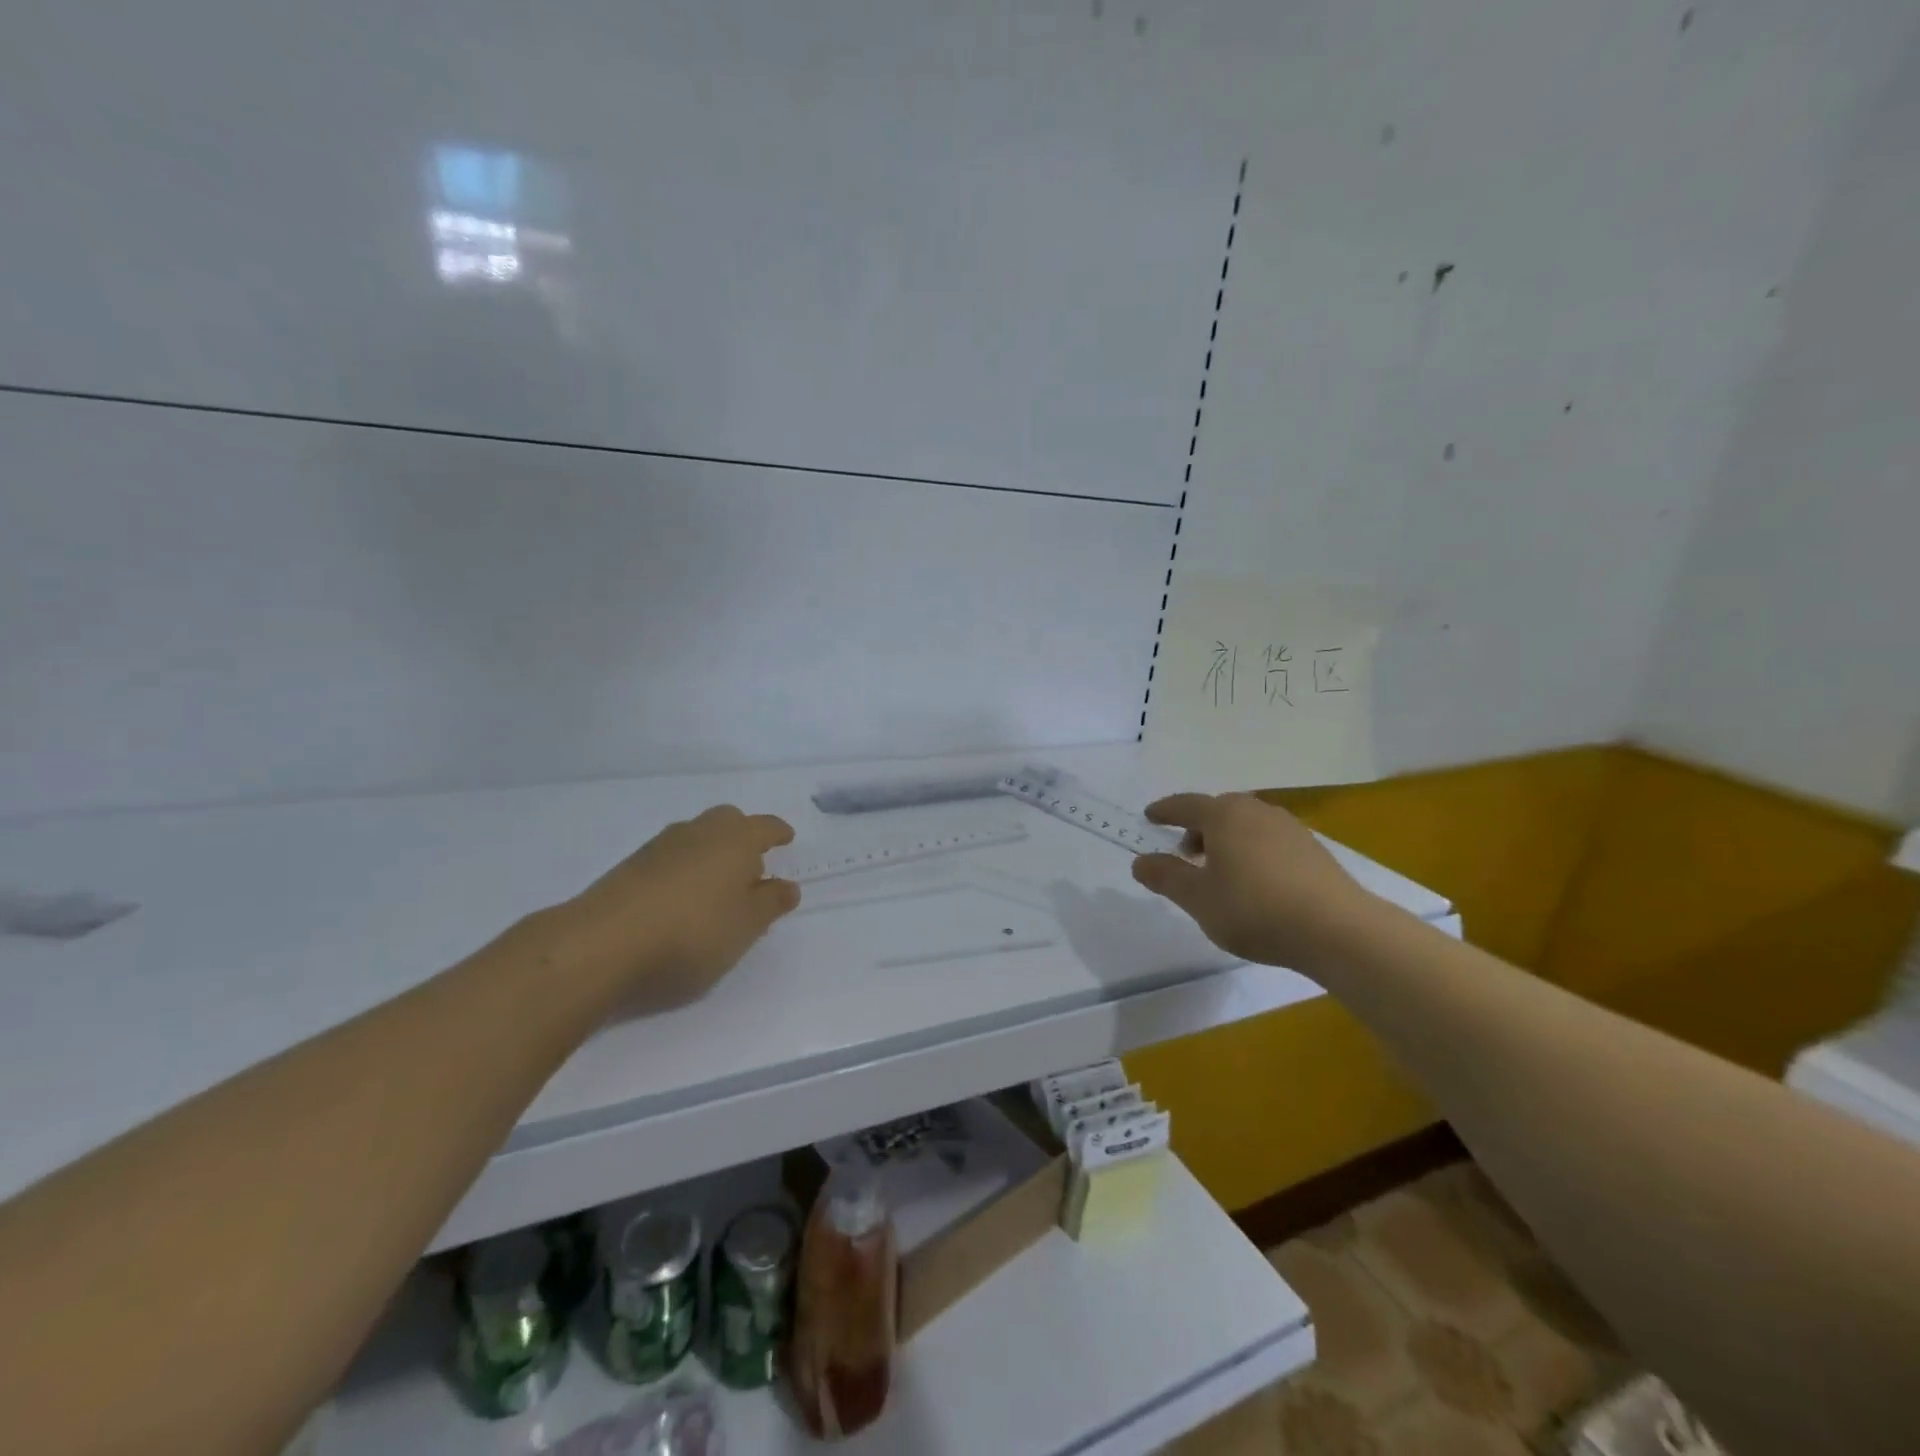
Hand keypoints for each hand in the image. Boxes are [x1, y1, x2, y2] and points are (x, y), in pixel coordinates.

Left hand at [533, 804, 799, 1010]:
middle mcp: (699, 831)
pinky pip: (671, 859)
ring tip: (717, 888)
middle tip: (752, 865)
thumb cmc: (693, 932)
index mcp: (735, 839)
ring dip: (711, 855)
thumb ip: (771, 903)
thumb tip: (787, 885)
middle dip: (742, 837)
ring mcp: (660, 846)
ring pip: (696, 839)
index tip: (786, 838)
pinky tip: (681, 900)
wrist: (603, 944)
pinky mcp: (630, 867)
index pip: (765, 826)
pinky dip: (683, 871)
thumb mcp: (747, 926)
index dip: (778, 833)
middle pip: (728, 823)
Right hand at [1130, 792, 1376, 972]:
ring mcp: (1289, 829)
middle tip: (1186, 853)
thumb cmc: (1255, 909)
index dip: (1165, 811)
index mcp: (1224, 816)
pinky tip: (1255, 881)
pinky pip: (1269, 840)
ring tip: (1220, 870)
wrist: (1337, 929)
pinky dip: (1252, 850)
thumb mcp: (1198, 899)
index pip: (1185, 805)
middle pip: (1219, 810)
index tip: (1149, 817)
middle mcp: (1256, 812)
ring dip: (1227, 839)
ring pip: (1246, 824)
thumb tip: (1141, 861)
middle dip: (1198, 827)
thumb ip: (1166, 877)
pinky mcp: (1313, 850)